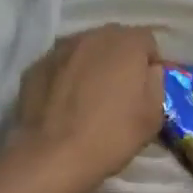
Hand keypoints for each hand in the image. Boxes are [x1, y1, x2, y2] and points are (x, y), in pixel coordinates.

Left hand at [8, 25, 162, 192]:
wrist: (52, 156)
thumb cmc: (111, 136)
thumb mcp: (153, 116)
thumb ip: (156, 83)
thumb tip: (149, 70)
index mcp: (126, 44)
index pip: (146, 40)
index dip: (150, 62)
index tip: (146, 87)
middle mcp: (92, 36)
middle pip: (113, 40)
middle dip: (120, 59)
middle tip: (119, 90)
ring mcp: (60, 49)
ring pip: (84, 50)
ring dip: (91, 65)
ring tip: (89, 96)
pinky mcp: (36, 66)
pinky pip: (60, 66)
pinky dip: (66, 77)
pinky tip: (64, 104)